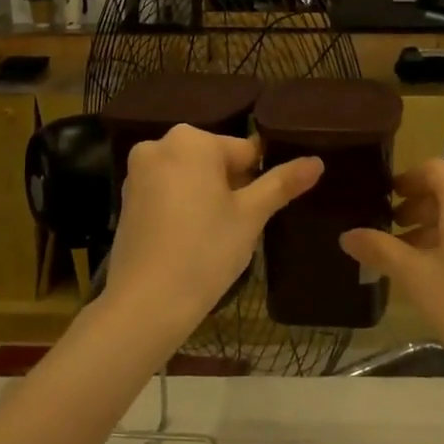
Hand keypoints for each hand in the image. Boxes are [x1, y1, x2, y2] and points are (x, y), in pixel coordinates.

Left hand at [103, 125, 321, 343]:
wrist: (146, 302)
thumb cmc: (205, 250)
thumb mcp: (251, 216)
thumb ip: (282, 183)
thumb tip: (316, 162)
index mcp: (191, 140)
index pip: (244, 150)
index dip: (259, 179)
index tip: (262, 209)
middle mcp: (159, 145)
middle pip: (214, 160)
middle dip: (232, 186)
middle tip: (240, 225)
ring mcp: (137, 172)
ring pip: (190, 176)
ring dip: (208, 196)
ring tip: (217, 235)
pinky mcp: (127, 199)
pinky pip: (167, 192)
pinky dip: (183, 207)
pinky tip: (191, 239)